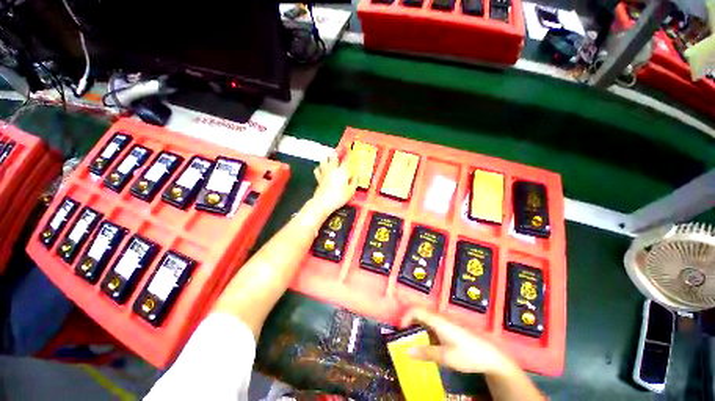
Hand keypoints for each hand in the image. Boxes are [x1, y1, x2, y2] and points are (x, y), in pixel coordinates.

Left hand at [311, 152, 357, 216]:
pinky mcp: (319, 178)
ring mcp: (324, 173)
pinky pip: (317, 170)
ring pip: (324, 160)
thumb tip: (356, 176)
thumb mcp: (351, 191)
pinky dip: (319, 168)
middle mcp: (332, 170)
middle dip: (337, 153)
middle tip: (339, 152)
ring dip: (327, 158)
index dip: (349, 154)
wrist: (323, 203)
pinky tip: (321, 169)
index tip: (350, 150)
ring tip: (329, 158)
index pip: (347, 160)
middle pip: (333, 157)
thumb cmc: (338, 197)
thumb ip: (354, 181)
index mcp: (342, 172)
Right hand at [401, 308, 516, 374]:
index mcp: (437, 320)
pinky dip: (425, 331)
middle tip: (405, 338)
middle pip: (419, 312)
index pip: (416, 310)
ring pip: (425, 318)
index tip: (401, 331)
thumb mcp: (446, 357)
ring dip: (417, 327)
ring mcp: (445, 321)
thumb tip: (407, 351)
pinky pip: (432, 324)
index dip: (405, 317)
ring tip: (414, 342)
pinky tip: (428, 344)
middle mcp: (439, 317)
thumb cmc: (468, 354)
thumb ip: (426, 353)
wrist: (491, 356)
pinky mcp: (449, 326)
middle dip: (409, 323)